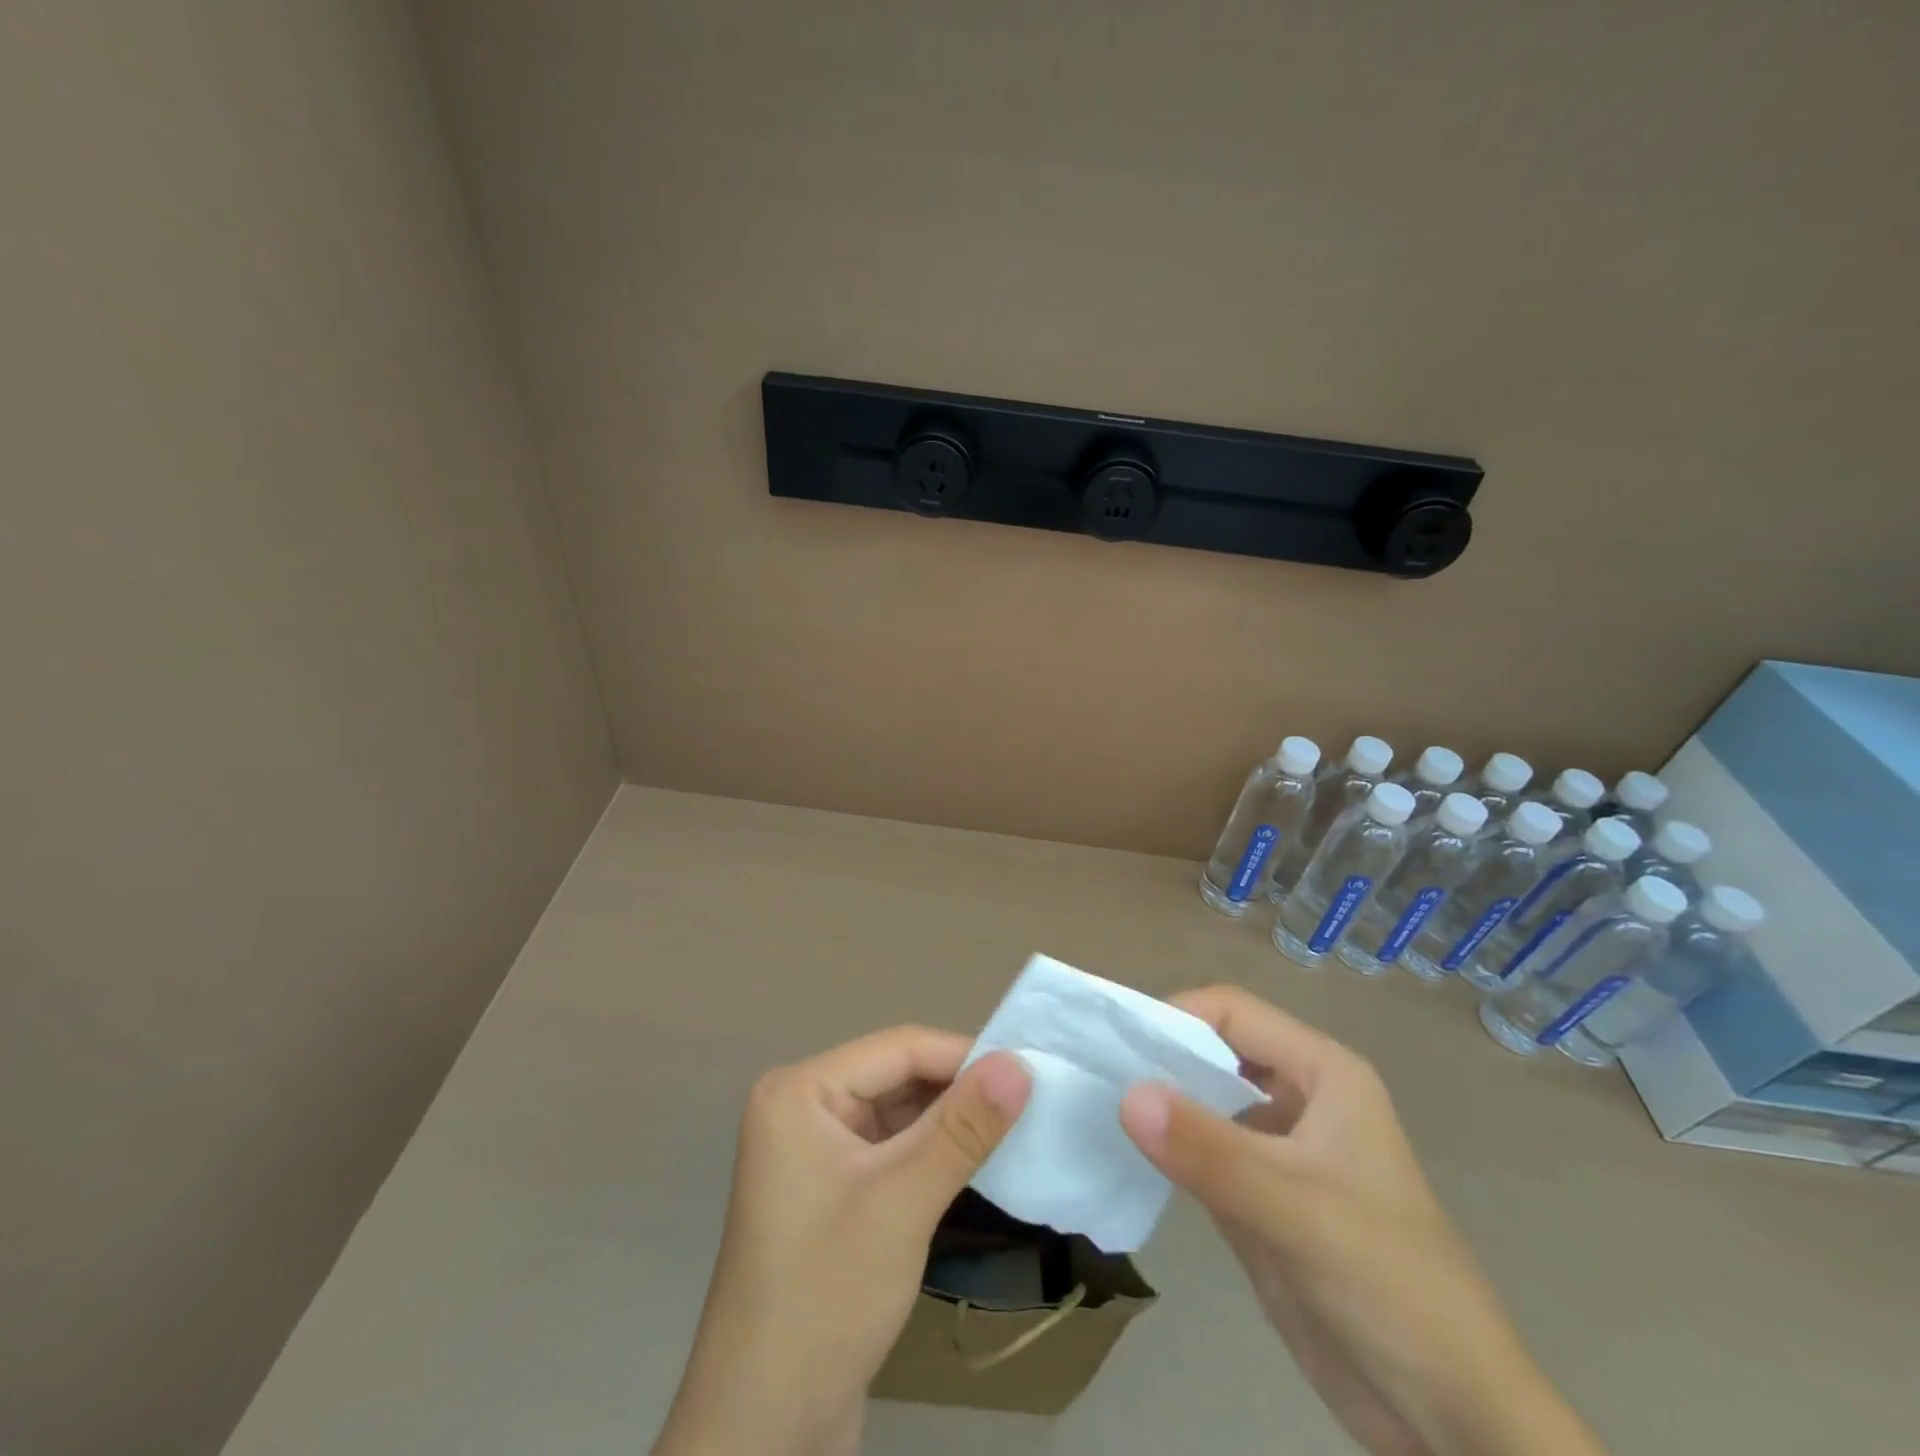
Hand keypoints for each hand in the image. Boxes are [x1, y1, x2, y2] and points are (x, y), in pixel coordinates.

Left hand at [653, 1028, 1030, 1455]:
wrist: (763, 1428)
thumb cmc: (827, 1295)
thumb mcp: (902, 1202)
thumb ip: (963, 1128)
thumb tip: (1020, 1064)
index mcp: (800, 1091)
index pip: (897, 1049)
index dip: (964, 1056)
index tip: (1028, 1071)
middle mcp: (802, 1108)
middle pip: (896, 1078)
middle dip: (958, 1091)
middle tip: (1028, 1103)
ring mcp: (813, 1152)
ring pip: (897, 1115)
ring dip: (948, 1124)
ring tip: (1013, 1130)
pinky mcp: (830, 1192)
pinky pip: (889, 1151)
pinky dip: (930, 1155)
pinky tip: (973, 1165)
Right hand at [1120, 987, 1606, 1455]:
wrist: (1449, 1418)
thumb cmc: (1388, 1285)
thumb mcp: (1295, 1208)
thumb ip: (1208, 1149)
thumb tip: (1125, 1093)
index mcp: (1321, 1074)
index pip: (1232, 1012)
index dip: (1176, 1017)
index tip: (1117, 1044)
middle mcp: (1297, 1098)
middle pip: (1214, 1051)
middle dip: (1160, 1058)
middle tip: (1094, 1073)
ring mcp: (1277, 1149)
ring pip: (1204, 1101)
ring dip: (1158, 1102)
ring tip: (1096, 1107)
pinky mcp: (1259, 1197)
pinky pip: (1201, 1152)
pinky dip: (1165, 1148)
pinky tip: (1124, 1153)